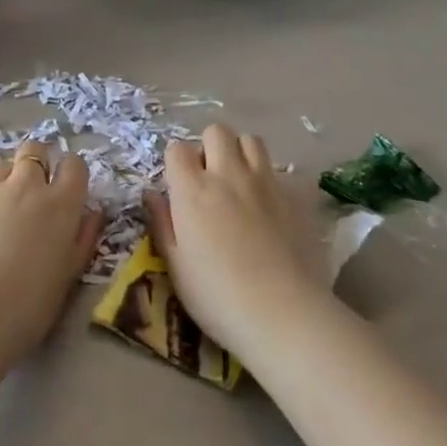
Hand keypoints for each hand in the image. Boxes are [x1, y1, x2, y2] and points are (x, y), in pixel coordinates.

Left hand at [0, 146, 103, 375]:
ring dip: (9, 180)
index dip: (73, 173)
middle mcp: (26, 187)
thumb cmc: (29, 305)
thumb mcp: (68, 276)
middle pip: (34, 150)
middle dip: (38, 163)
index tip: (70, 191)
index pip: (74, 164)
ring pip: (3, 166)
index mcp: (60, 204)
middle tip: (36, 193)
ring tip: (6, 211)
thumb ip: (83, 238)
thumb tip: (92, 213)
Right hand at [144, 124, 328, 357]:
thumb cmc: (218, 297)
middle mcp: (228, 174)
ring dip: (242, 153)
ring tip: (241, 181)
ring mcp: (265, 181)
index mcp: (193, 190)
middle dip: (210, 146)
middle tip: (210, 178)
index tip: (180, 184)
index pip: (177, 148)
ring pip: (251, 140)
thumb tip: (152, 194)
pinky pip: (281, 171)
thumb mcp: (176, 266)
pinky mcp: (295, 196)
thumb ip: (162, 223)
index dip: (176, 162)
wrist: (284, 314)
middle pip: (217, 131)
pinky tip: (271, 205)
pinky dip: (271, 180)